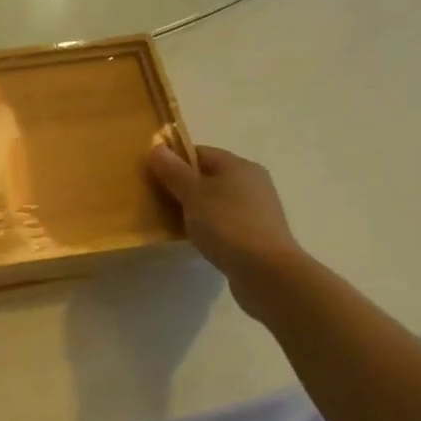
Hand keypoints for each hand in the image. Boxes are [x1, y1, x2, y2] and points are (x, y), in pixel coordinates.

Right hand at [147, 143, 308, 315]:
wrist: (267, 273)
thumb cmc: (227, 224)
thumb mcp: (192, 193)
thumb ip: (173, 170)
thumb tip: (156, 147)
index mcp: (238, 166)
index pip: (200, 153)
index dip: (174, 161)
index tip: (152, 176)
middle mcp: (252, 183)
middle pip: (209, 177)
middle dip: (182, 186)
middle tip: (157, 199)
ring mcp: (257, 210)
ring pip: (216, 201)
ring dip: (195, 209)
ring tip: (172, 222)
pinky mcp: (258, 235)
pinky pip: (225, 222)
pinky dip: (209, 227)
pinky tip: (195, 239)